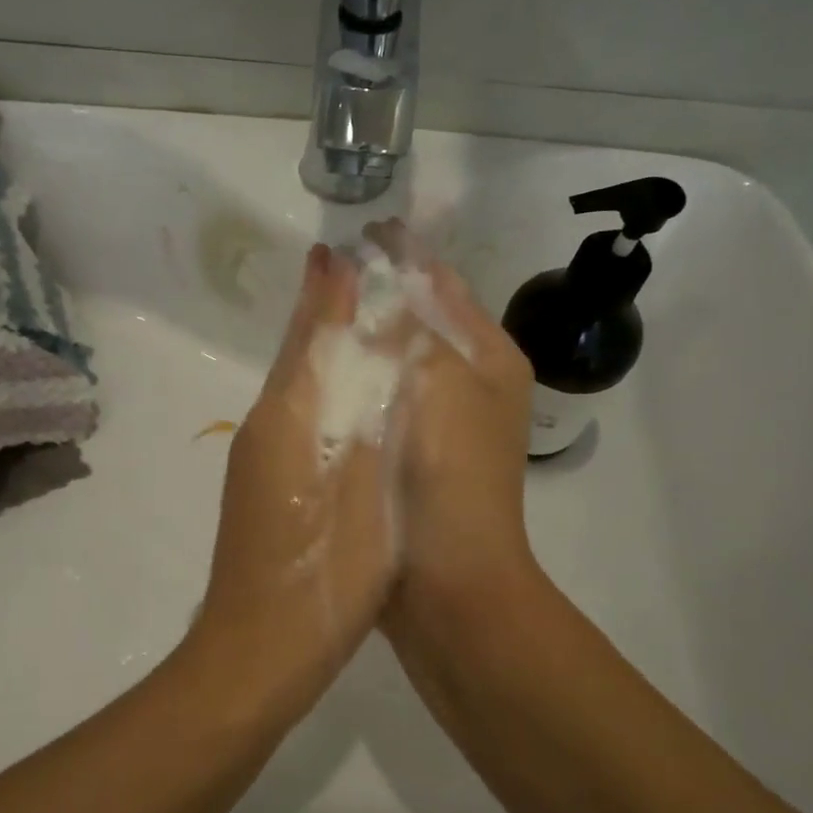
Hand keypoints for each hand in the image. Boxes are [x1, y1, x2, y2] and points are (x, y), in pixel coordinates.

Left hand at [186, 244, 400, 716]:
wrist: (261, 648)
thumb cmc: (327, 568)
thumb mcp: (361, 482)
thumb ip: (364, 408)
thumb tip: (372, 338)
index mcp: (287, 416)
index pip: (311, 335)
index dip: (328, 292)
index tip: (342, 249)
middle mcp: (264, 427)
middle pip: (297, 355)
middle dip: (320, 311)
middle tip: (343, 268)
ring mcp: (259, 461)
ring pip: (295, 388)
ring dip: (320, 350)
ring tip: (353, 321)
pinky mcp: (265, 490)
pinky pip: (296, 420)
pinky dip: (320, 394)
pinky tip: (344, 403)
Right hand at [362, 221, 537, 615]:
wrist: (451, 582)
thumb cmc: (449, 474)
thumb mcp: (433, 382)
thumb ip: (400, 325)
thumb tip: (360, 273)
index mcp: (489, 357)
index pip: (443, 285)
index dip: (404, 254)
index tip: (363, 230)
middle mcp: (475, 382)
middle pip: (424, 318)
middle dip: (383, 290)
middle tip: (333, 268)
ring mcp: (447, 421)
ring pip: (402, 357)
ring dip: (369, 331)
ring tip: (322, 307)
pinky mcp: (417, 453)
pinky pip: (385, 396)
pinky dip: (361, 376)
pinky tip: (327, 369)